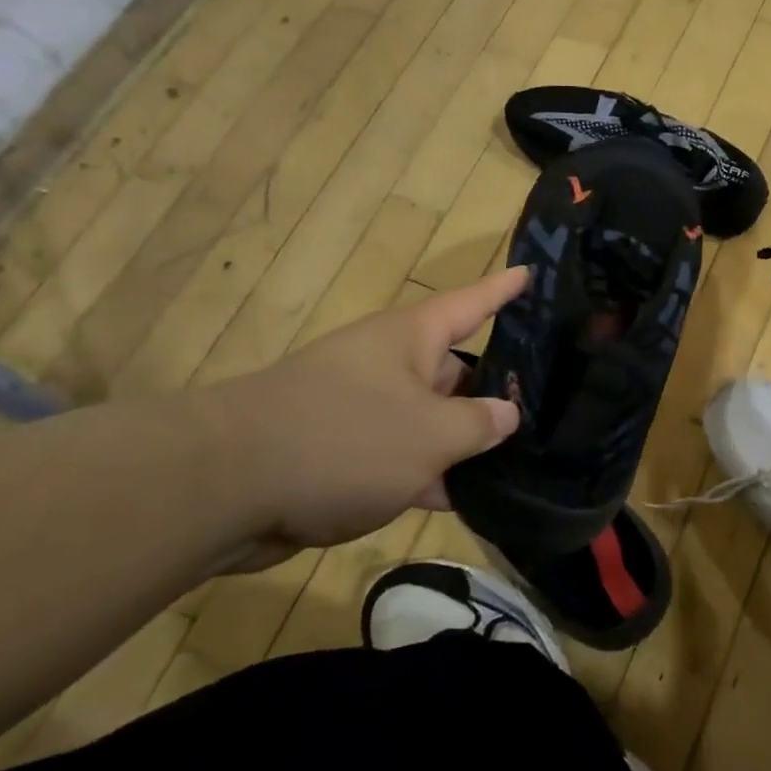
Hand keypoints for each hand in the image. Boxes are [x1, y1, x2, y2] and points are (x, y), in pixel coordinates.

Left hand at [205, 267, 527, 567]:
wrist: (224, 489)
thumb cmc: (344, 440)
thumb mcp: (431, 434)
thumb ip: (479, 423)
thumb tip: (507, 414)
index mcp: (410, 338)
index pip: (471, 304)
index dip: (504, 290)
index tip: (532, 272)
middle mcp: (387, 364)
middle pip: (454, 367)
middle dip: (495, 386)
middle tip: (547, 400)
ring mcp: (361, 408)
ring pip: (428, 417)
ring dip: (462, 439)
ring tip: (520, 455)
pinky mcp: (339, 452)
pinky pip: (399, 454)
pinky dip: (427, 472)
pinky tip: (464, 497)